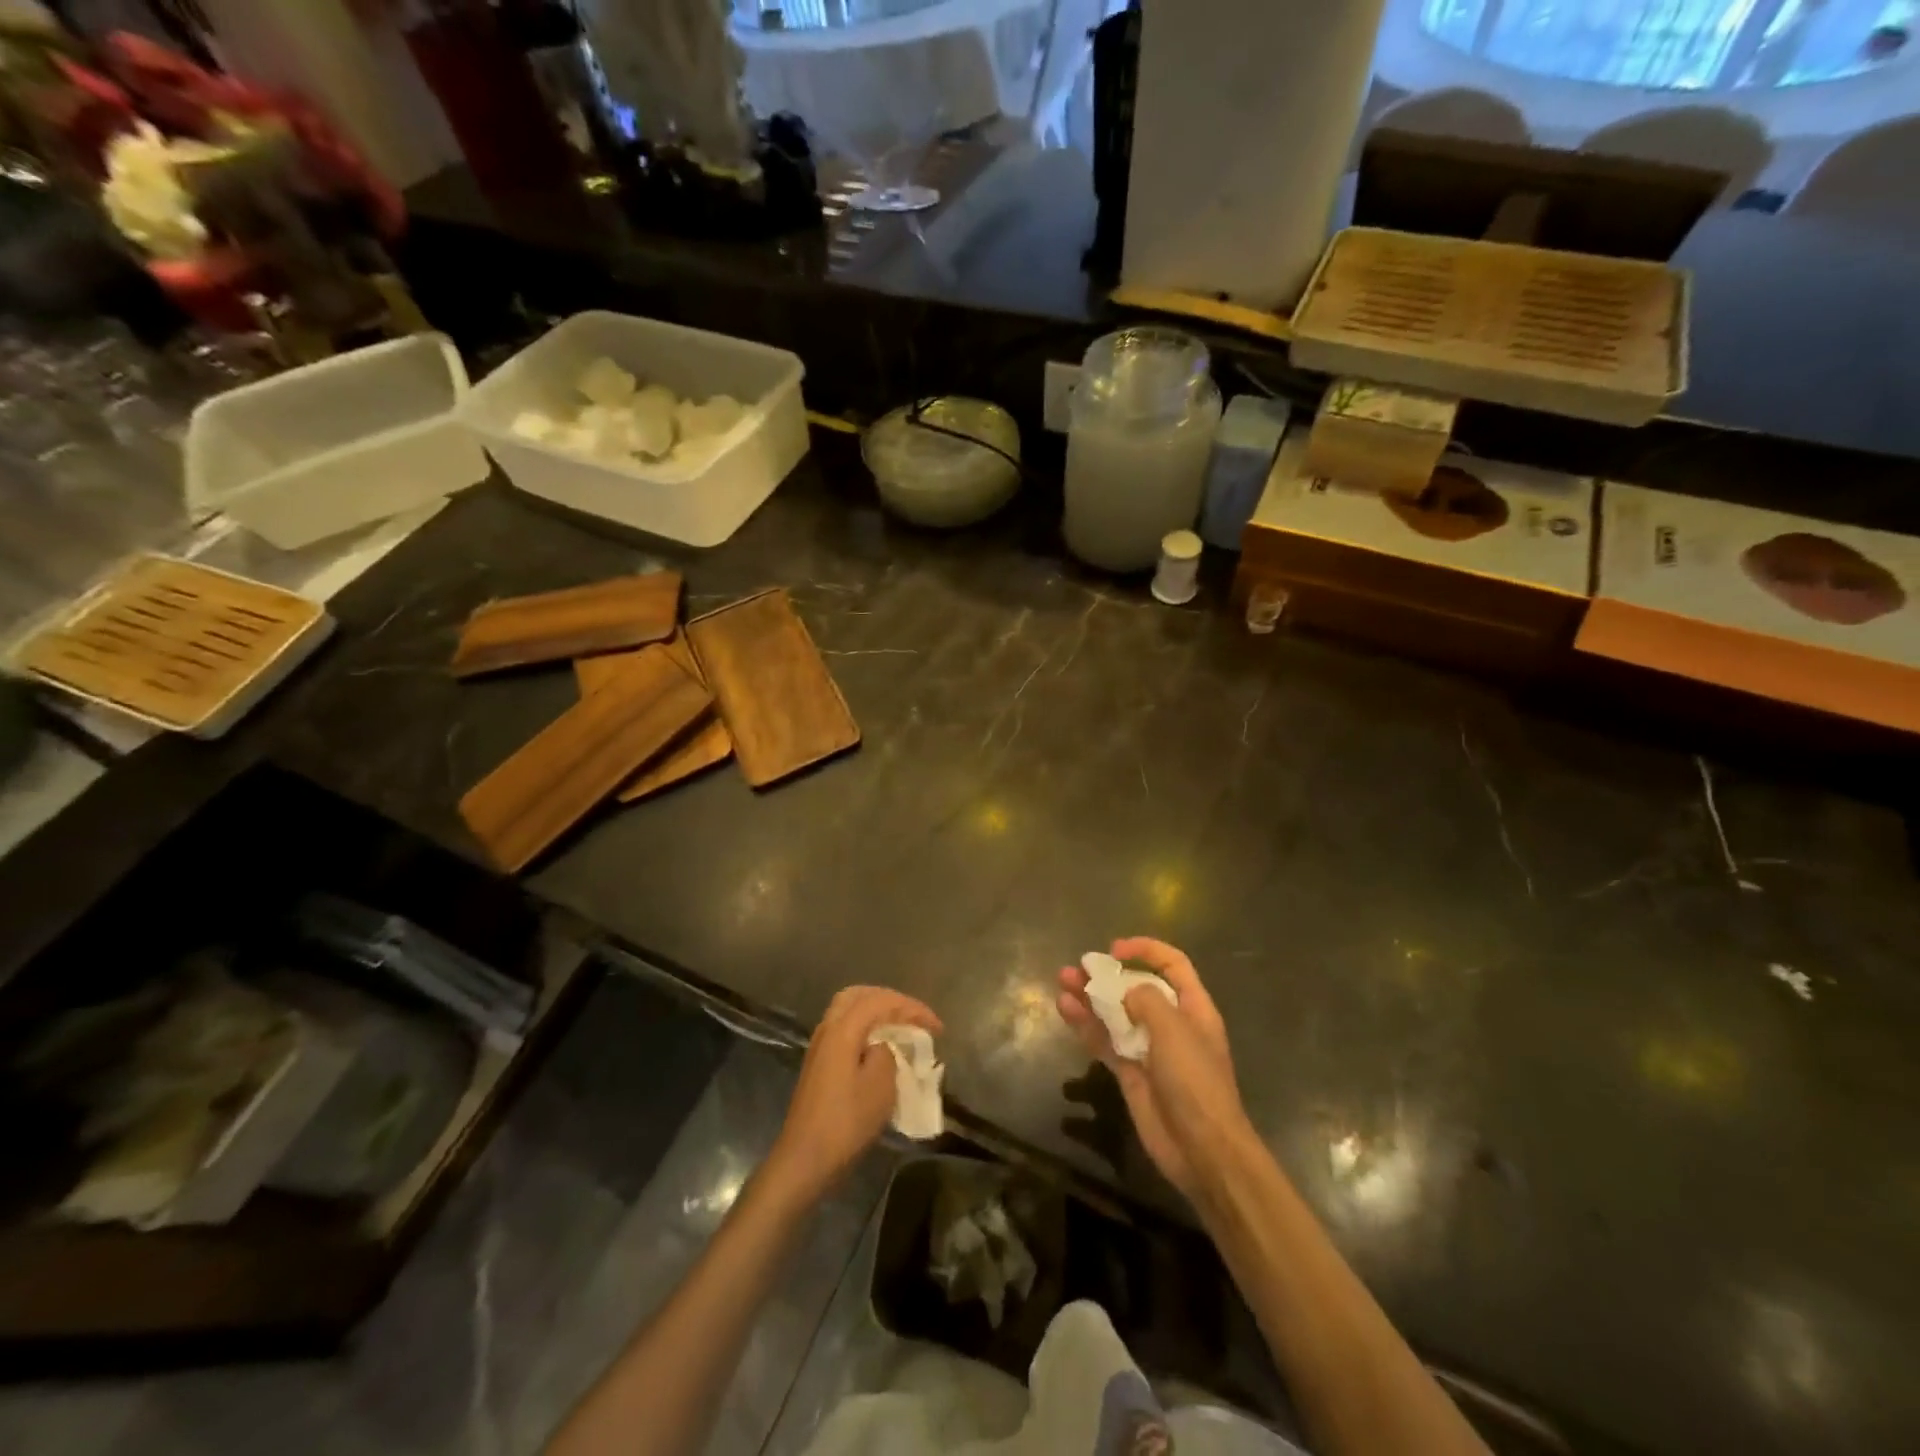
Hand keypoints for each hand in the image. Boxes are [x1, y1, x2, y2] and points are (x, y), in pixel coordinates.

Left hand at [765, 986, 941, 1206]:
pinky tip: (880, 1046)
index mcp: (842, 1029)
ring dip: (877, 1012)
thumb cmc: (846, 1122)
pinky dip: (866, 1028)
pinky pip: (845, 1028)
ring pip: (849, 1010)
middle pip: (860, 995)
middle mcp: (827, 1028)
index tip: (937, 1027)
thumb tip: (884, 1045)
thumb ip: (887, 1052)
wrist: (804, 1160)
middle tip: (914, 1017)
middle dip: (890, 1000)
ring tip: (901, 1028)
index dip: (912, 1008)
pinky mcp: (818, 1063)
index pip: (881, 1001)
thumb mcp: (880, 1086)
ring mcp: (819, 1045)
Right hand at [1058, 938, 1251, 1200]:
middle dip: (1108, 974)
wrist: (1201, 1148)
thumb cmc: (1194, 1080)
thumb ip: (1146, 1000)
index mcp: (1193, 1008)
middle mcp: (1171, 1023)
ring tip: (1062, 981)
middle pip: (1136, 987)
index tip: (1115, 950)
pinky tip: (1065, 1010)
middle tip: (1078, 967)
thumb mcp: (1174, 1029)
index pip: (1172, 964)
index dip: (1145, 950)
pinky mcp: (1130, 1072)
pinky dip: (1086, 1025)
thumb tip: (1125, 992)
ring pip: (1115, 1013)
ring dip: (1090, 996)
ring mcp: (1148, 1048)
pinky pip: (1104, 1041)